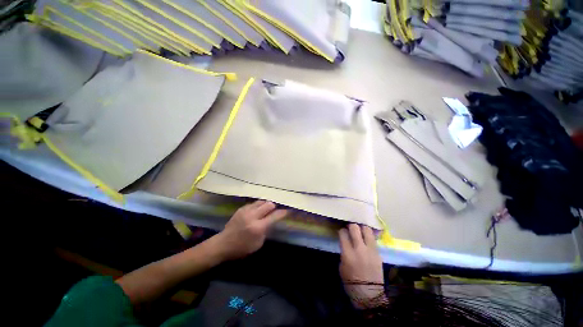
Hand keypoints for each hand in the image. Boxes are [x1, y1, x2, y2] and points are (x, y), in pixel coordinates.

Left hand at [214, 200, 286, 260]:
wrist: (223, 244)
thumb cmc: (242, 248)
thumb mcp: (258, 243)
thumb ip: (266, 230)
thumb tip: (272, 220)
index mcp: (258, 227)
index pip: (274, 216)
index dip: (283, 212)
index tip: (288, 210)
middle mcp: (253, 216)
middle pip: (269, 204)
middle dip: (274, 206)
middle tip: (276, 210)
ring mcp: (246, 211)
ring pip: (261, 201)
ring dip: (266, 205)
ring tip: (267, 209)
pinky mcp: (241, 208)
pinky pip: (254, 203)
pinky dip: (258, 206)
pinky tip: (257, 211)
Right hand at [339, 224, 385, 308]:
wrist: (369, 295)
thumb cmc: (351, 282)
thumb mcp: (342, 266)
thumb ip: (344, 251)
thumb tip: (346, 242)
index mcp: (348, 253)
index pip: (343, 233)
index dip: (341, 231)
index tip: (342, 233)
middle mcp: (359, 249)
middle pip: (355, 228)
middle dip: (351, 226)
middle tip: (350, 229)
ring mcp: (371, 250)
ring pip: (367, 230)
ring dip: (362, 228)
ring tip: (360, 231)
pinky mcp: (378, 253)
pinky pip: (373, 239)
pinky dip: (369, 237)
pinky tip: (367, 239)